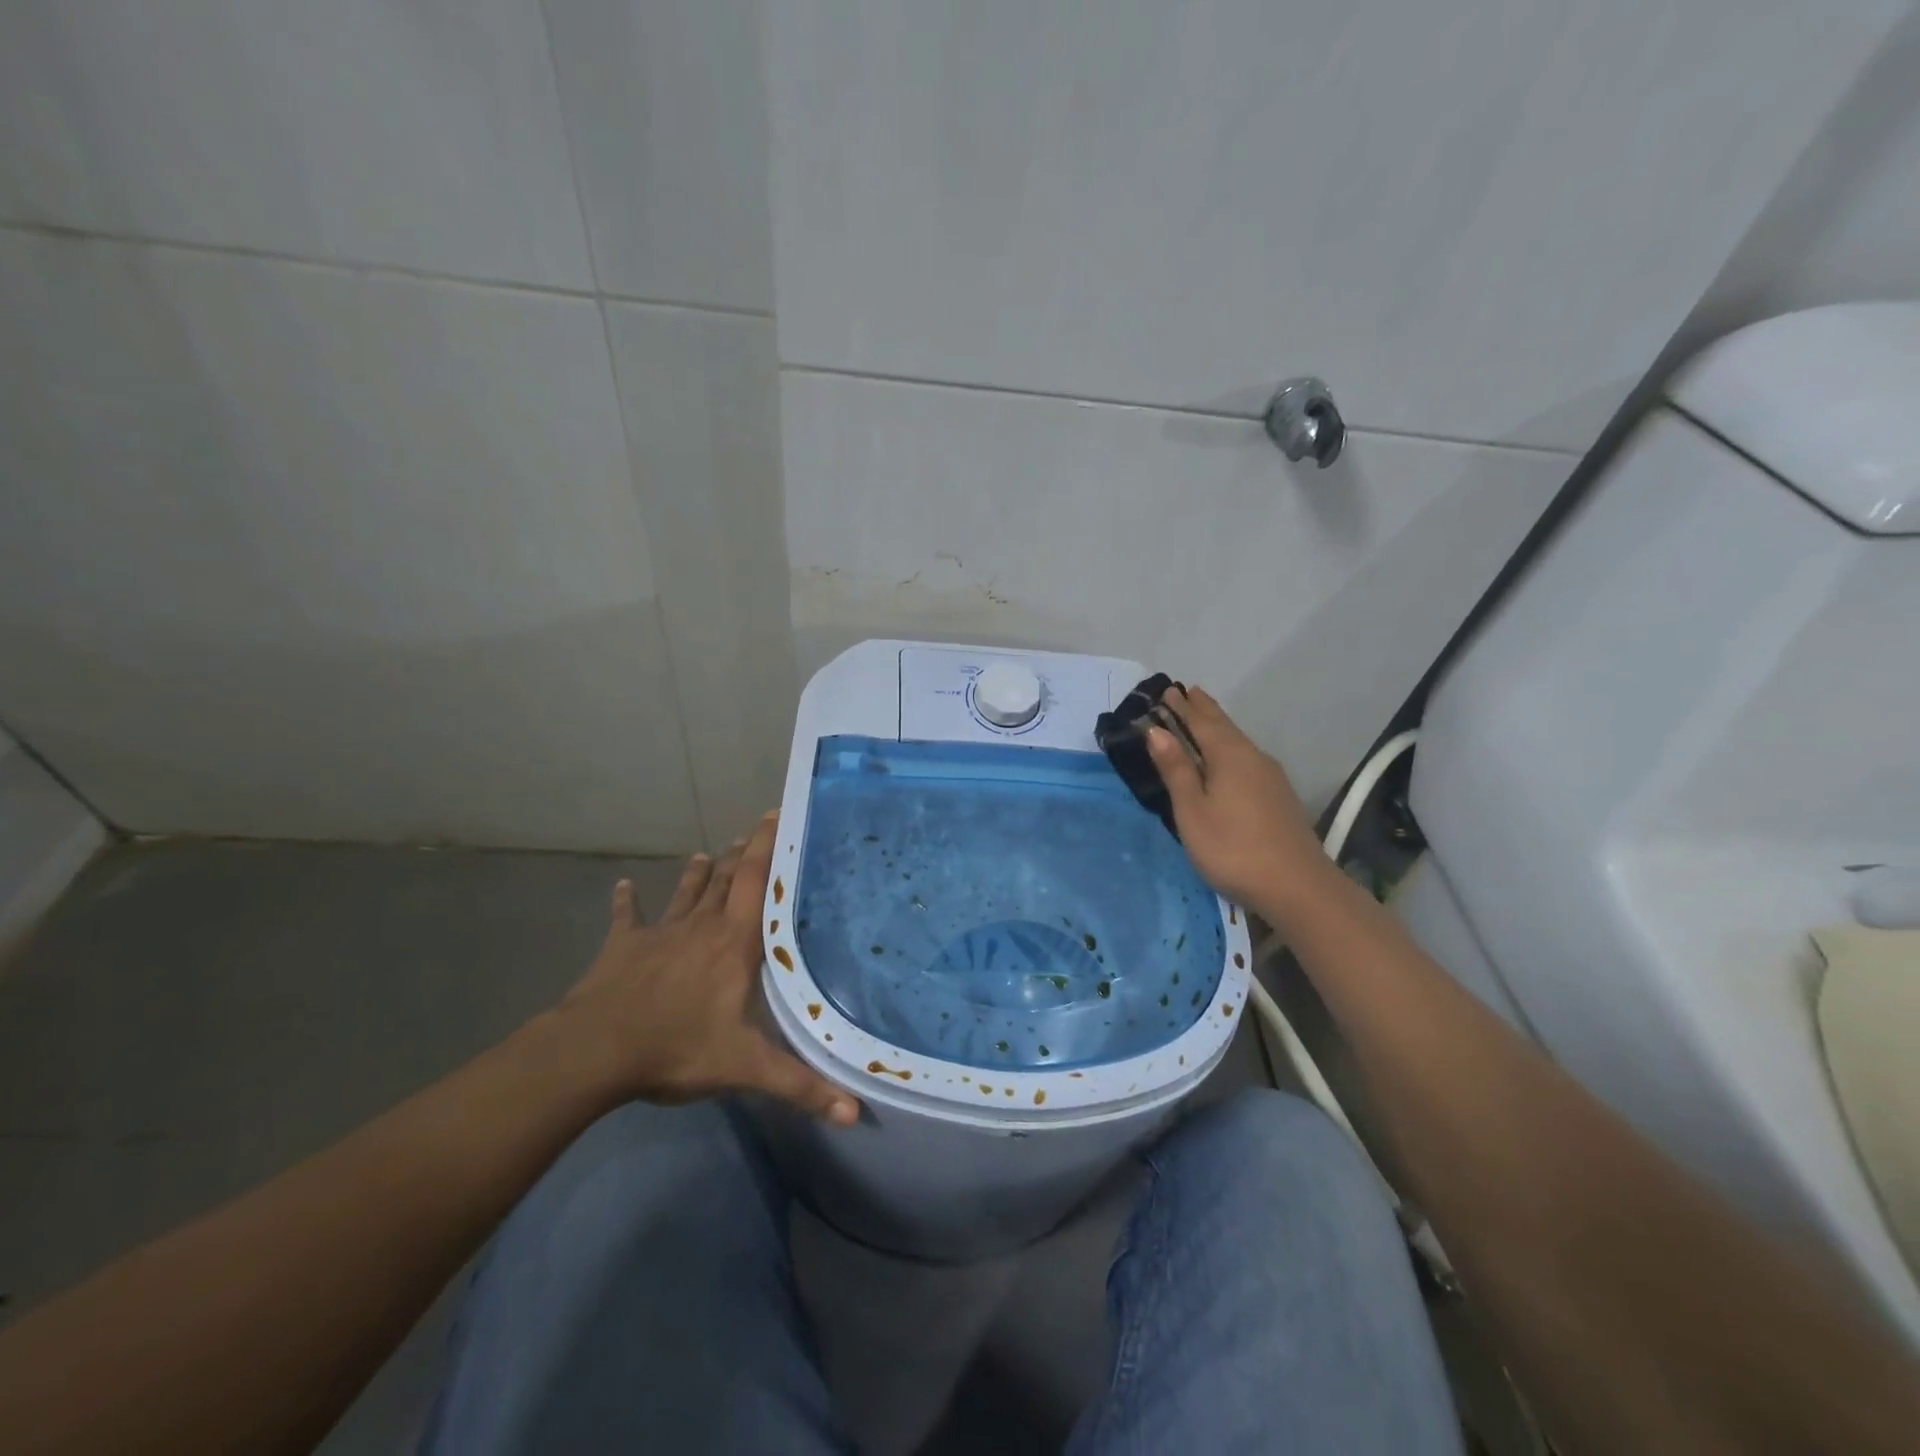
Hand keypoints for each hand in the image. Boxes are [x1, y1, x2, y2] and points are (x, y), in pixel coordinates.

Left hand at [553, 813, 860, 1125]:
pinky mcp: (624, 946)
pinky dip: (626, 901)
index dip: (768, 845)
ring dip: (698, 871)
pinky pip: (627, 917)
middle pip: (727, 877)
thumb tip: (856, 1114)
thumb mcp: (745, 1068)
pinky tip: (621, 886)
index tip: (777, 815)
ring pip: (686, 891)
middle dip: (743, 850)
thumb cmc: (676, 1048)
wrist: (595, 1051)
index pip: (757, 881)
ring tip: (708, 852)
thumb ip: (800, 1086)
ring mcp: (661, 932)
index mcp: (734, 943)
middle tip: (755, 827)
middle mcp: (702, 926)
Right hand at [1145, 686, 1331, 922]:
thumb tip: (1156, 730)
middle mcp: (1253, 757)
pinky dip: (1229, 747)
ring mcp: (1270, 777)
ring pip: (1237, 742)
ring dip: (1217, 727)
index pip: (1200, 722)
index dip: (1182, 707)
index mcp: (1229, 755)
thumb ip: (1176, 769)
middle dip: (1202, 710)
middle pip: (1223, 726)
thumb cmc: (1232, 848)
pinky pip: (1246, 758)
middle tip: (1185, 693)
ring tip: (1202, 719)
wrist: (1297, 887)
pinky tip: (1228, 758)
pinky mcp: (1278, 796)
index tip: (1167, 690)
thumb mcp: (1192, 810)